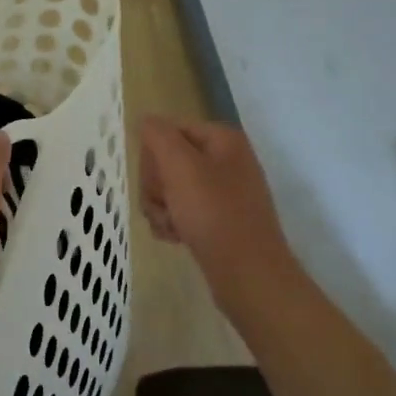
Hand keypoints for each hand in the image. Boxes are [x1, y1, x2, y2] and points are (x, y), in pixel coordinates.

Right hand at [139, 116, 297, 310]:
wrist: (248, 275)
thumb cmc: (213, 214)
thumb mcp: (179, 165)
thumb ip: (158, 135)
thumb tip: (146, 121)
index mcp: (223, 139)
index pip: (168, 130)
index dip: (154, 155)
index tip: (157, 180)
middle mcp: (226, 160)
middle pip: (168, 160)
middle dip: (156, 185)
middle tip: (164, 205)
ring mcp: (225, 192)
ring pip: (171, 188)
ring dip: (160, 207)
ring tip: (170, 227)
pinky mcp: (220, 219)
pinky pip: (183, 211)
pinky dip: (173, 223)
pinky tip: (176, 238)